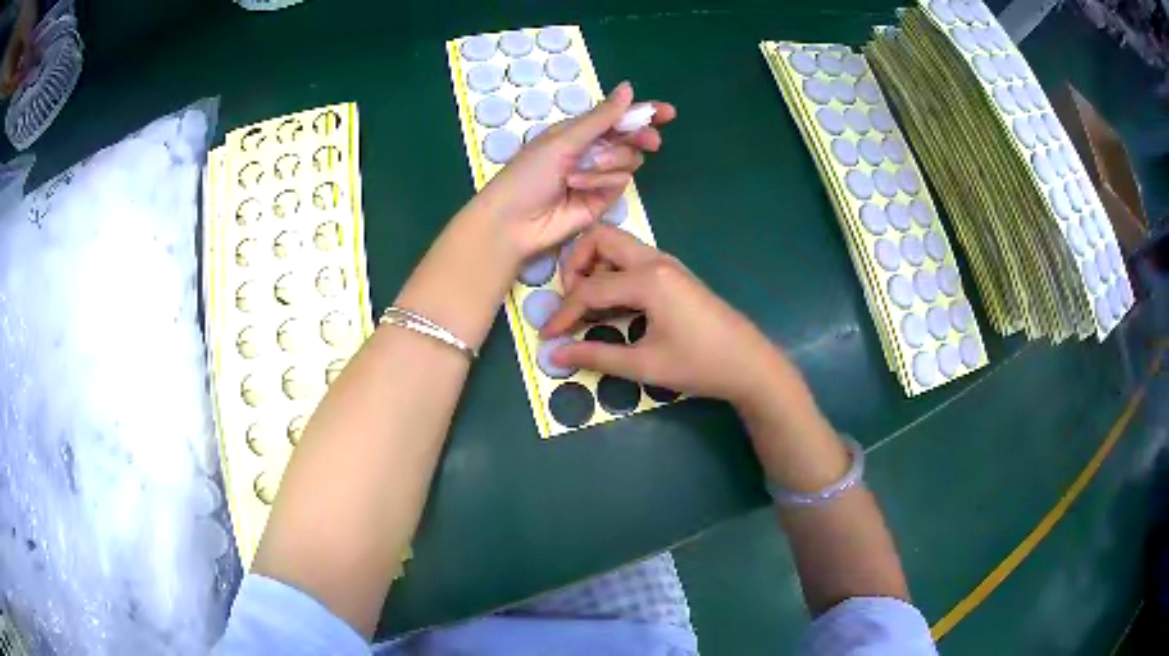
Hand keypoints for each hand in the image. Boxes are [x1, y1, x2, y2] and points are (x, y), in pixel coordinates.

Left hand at [469, 82, 675, 264]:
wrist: (514, 221)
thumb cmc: (528, 174)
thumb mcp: (564, 139)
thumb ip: (601, 117)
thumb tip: (628, 88)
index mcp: (579, 131)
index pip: (618, 117)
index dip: (645, 114)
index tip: (668, 113)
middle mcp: (593, 151)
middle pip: (632, 138)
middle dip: (640, 137)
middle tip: (650, 141)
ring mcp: (599, 176)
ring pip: (629, 160)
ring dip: (609, 162)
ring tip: (578, 173)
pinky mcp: (603, 199)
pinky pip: (620, 182)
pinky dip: (602, 181)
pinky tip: (578, 187)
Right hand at [541, 226, 790, 408]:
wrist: (750, 365)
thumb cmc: (700, 365)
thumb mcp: (645, 364)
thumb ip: (596, 355)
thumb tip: (555, 354)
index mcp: (648, 279)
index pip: (589, 288)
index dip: (563, 313)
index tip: (546, 336)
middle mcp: (656, 260)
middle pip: (601, 239)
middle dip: (575, 265)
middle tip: (570, 300)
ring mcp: (668, 264)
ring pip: (618, 246)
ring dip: (595, 267)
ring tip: (588, 306)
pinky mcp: (675, 274)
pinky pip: (633, 260)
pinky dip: (614, 274)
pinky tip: (614, 307)